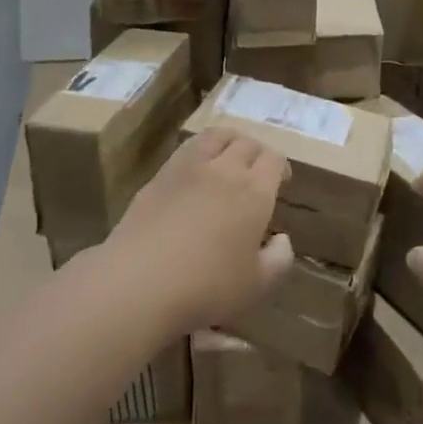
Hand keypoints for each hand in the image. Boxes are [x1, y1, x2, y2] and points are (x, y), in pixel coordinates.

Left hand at [107, 129, 294, 331]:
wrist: (140, 280)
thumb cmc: (207, 287)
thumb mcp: (257, 285)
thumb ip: (278, 260)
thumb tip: (282, 239)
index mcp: (254, 192)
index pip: (274, 160)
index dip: (281, 167)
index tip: (281, 181)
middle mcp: (225, 170)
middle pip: (247, 144)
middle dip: (257, 153)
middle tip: (257, 171)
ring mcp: (189, 167)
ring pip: (217, 136)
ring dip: (230, 141)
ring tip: (230, 155)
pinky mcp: (160, 174)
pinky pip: (188, 148)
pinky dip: (201, 149)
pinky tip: (197, 169)